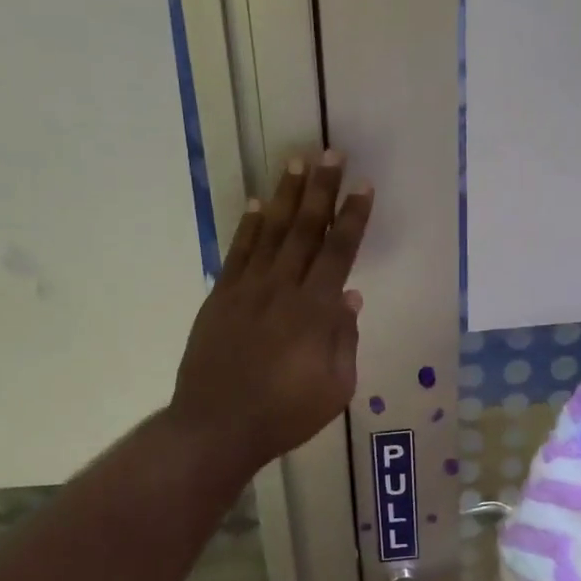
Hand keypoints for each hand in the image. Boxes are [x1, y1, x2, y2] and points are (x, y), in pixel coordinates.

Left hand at [169, 152, 372, 475]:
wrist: (216, 426)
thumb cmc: (285, 415)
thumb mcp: (335, 389)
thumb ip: (344, 340)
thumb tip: (350, 297)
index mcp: (315, 312)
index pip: (339, 253)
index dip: (353, 218)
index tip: (363, 187)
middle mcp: (282, 289)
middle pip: (305, 230)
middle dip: (321, 189)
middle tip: (330, 153)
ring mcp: (247, 290)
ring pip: (270, 232)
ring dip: (285, 196)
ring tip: (296, 162)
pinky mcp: (220, 297)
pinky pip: (237, 253)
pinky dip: (248, 226)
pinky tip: (256, 204)